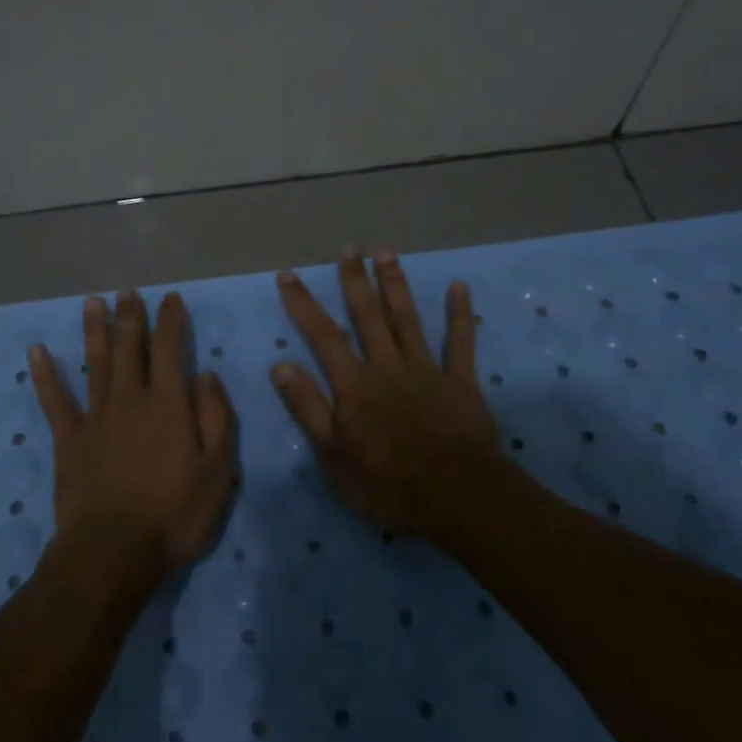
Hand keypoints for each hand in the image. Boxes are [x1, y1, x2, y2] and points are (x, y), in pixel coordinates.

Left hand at [29, 290, 239, 594]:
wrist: (113, 552)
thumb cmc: (174, 514)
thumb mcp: (217, 471)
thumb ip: (216, 417)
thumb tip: (207, 375)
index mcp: (167, 404)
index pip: (169, 349)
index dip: (171, 320)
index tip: (172, 299)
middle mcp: (129, 399)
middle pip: (128, 348)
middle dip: (130, 317)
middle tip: (128, 291)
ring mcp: (95, 417)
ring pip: (95, 363)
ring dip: (94, 331)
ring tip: (92, 302)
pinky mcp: (69, 440)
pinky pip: (55, 400)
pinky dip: (46, 375)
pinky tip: (37, 351)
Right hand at [270, 248, 503, 538]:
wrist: (454, 494)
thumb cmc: (386, 481)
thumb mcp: (332, 453)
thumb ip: (307, 406)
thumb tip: (280, 365)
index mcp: (354, 383)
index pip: (322, 335)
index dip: (303, 304)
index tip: (289, 275)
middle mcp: (386, 365)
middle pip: (367, 316)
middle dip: (355, 280)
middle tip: (349, 248)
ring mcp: (426, 369)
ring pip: (406, 318)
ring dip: (395, 284)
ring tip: (386, 252)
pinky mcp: (460, 381)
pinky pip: (460, 341)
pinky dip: (459, 313)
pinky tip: (458, 286)